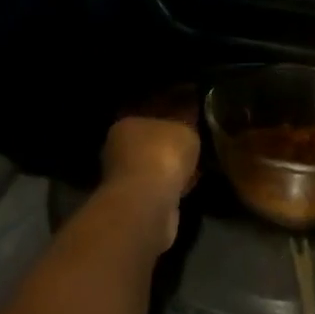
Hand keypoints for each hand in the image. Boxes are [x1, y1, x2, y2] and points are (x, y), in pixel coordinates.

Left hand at [100, 86, 200, 252]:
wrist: (149, 204)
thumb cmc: (163, 154)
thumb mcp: (184, 128)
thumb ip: (187, 121)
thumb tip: (190, 114)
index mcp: (125, 123)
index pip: (149, 110)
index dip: (170, 109)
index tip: (190, 111)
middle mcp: (118, 148)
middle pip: (149, 139)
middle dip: (169, 140)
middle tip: (195, 137)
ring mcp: (124, 178)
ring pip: (154, 164)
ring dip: (170, 165)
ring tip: (196, 161)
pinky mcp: (136, 202)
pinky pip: (161, 185)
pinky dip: (173, 185)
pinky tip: (190, 183)